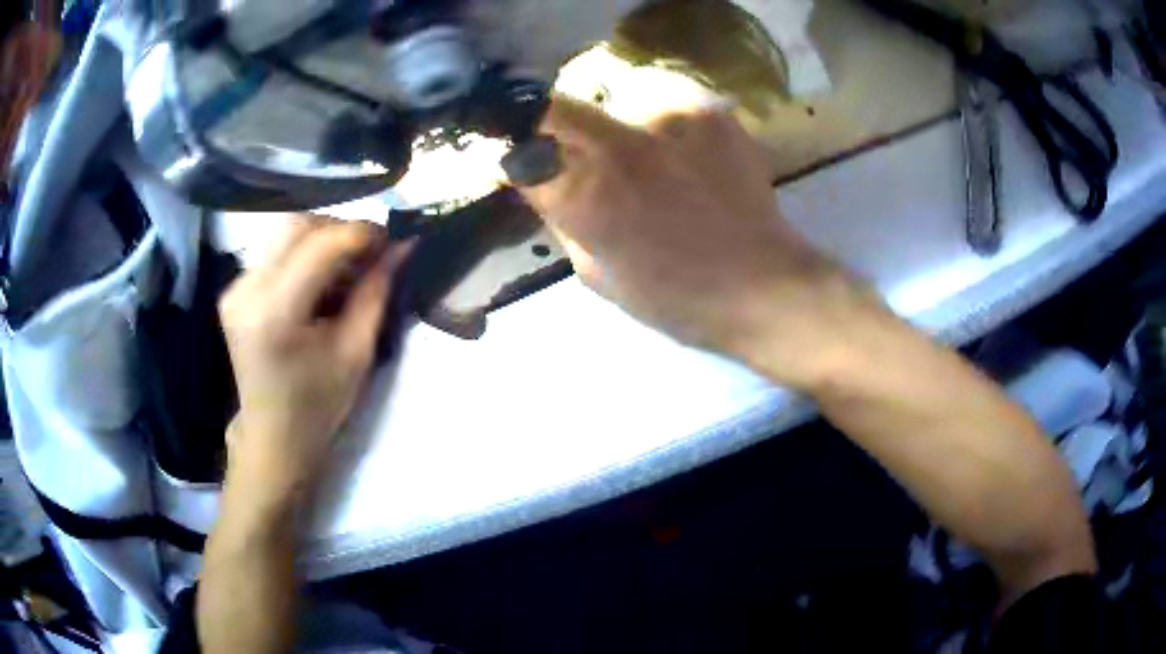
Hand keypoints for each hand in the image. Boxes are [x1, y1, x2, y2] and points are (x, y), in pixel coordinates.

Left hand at [219, 217, 411, 496]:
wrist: (273, 436)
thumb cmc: (318, 406)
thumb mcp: (356, 352)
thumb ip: (376, 291)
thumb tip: (403, 245)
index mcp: (275, 313)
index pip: (320, 245)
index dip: (361, 233)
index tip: (392, 239)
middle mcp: (247, 290)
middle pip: (297, 225)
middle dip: (341, 230)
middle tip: (371, 252)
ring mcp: (235, 287)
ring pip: (286, 233)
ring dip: (323, 240)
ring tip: (348, 267)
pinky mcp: (234, 289)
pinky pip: (275, 251)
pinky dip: (304, 254)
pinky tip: (321, 280)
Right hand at [517, 98, 869, 387]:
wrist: (762, 284)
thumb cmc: (674, 296)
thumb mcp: (595, 273)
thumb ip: (559, 218)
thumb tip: (537, 182)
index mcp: (584, 197)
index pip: (518, 151)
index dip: (510, 153)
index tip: (517, 158)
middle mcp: (619, 146)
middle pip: (555, 108)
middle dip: (552, 125)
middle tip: (574, 148)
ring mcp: (668, 119)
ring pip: (615, 98)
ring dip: (618, 121)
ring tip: (649, 153)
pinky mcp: (710, 111)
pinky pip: (666, 99)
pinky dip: (664, 120)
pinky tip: (685, 152)